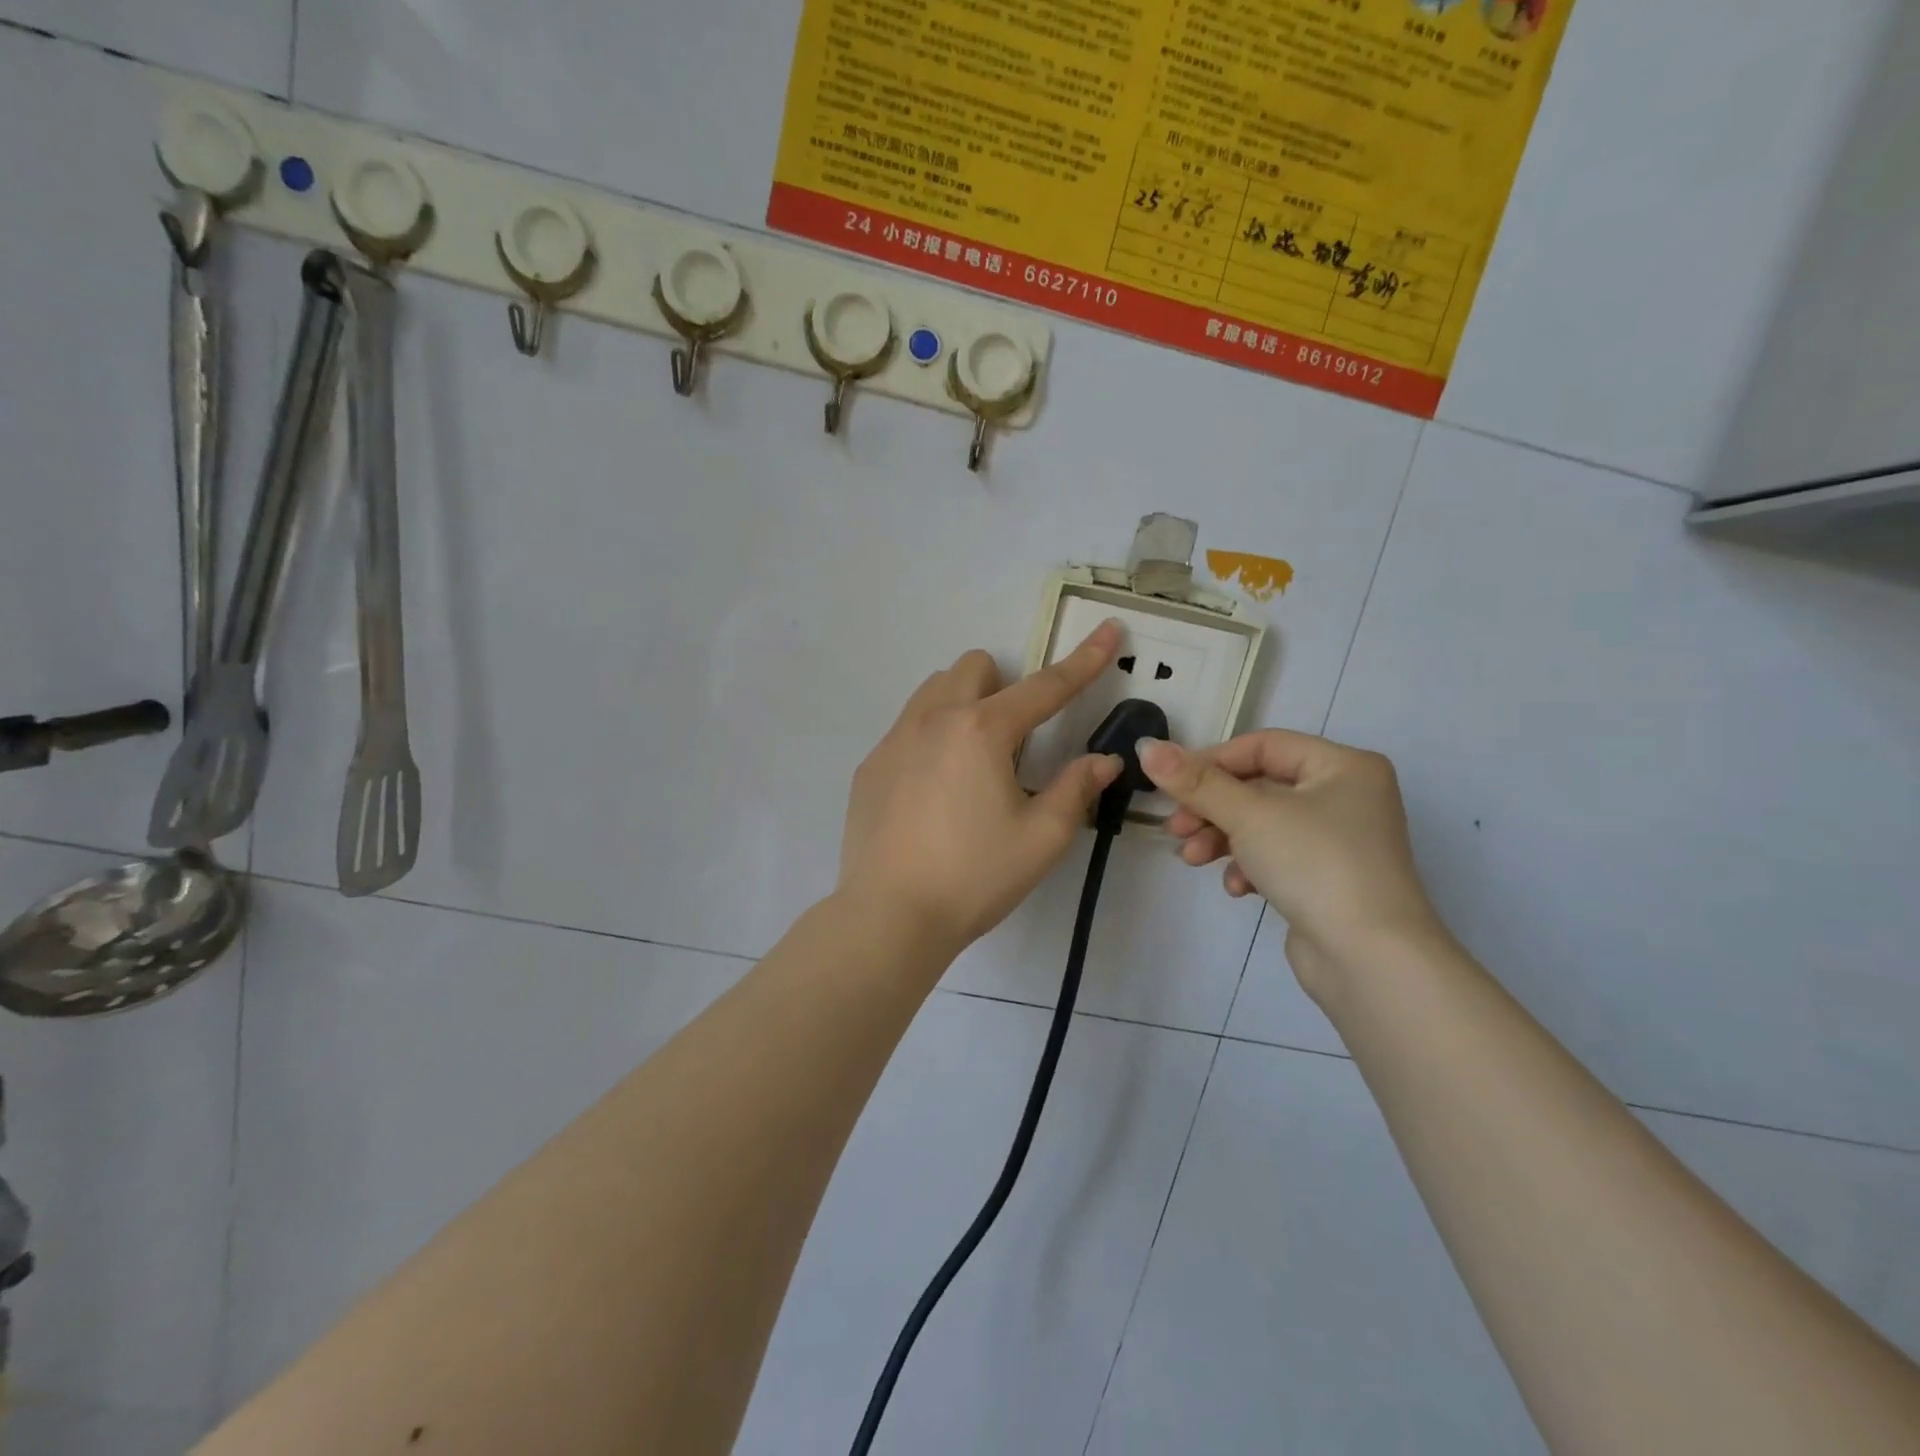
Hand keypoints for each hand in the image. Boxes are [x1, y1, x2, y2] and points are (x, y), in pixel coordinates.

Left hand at [838, 622, 1124, 956]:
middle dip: (1003, 687)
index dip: (1083, 660)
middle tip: (1013, 742)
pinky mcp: (870, 766)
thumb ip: (1076, 788)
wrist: (890, 916)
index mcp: (982, 731)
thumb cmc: (975, 877)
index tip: (1108, 630)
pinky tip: (932, 794)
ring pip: (934, 690)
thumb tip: (1102, 760)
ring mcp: (893, 740)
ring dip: (963, 704)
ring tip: (971, 763)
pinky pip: (907, 727)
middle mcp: (933, 719)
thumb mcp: (1042, 838)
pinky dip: (930, 739)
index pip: (1045, 686)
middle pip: (975, 667)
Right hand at [1138, 732, 1444, 990]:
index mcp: (1343, 766)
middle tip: (1175, 828)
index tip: (1172, 785)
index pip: (1263, 746)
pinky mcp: (1328, 880)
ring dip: (1221, 838)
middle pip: (1259, 787)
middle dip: (1211, 808)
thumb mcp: (1249, 815)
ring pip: (1262, 824)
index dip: (1212, 761)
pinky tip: (1237, 888)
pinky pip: (1277, 857)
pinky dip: (1249, 866)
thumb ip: (1195, 781)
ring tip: (1192, 860)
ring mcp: (1339, 841)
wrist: (1371, 958)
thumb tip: (1146, 746)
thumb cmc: (1315, 864)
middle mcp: (1347, 796)